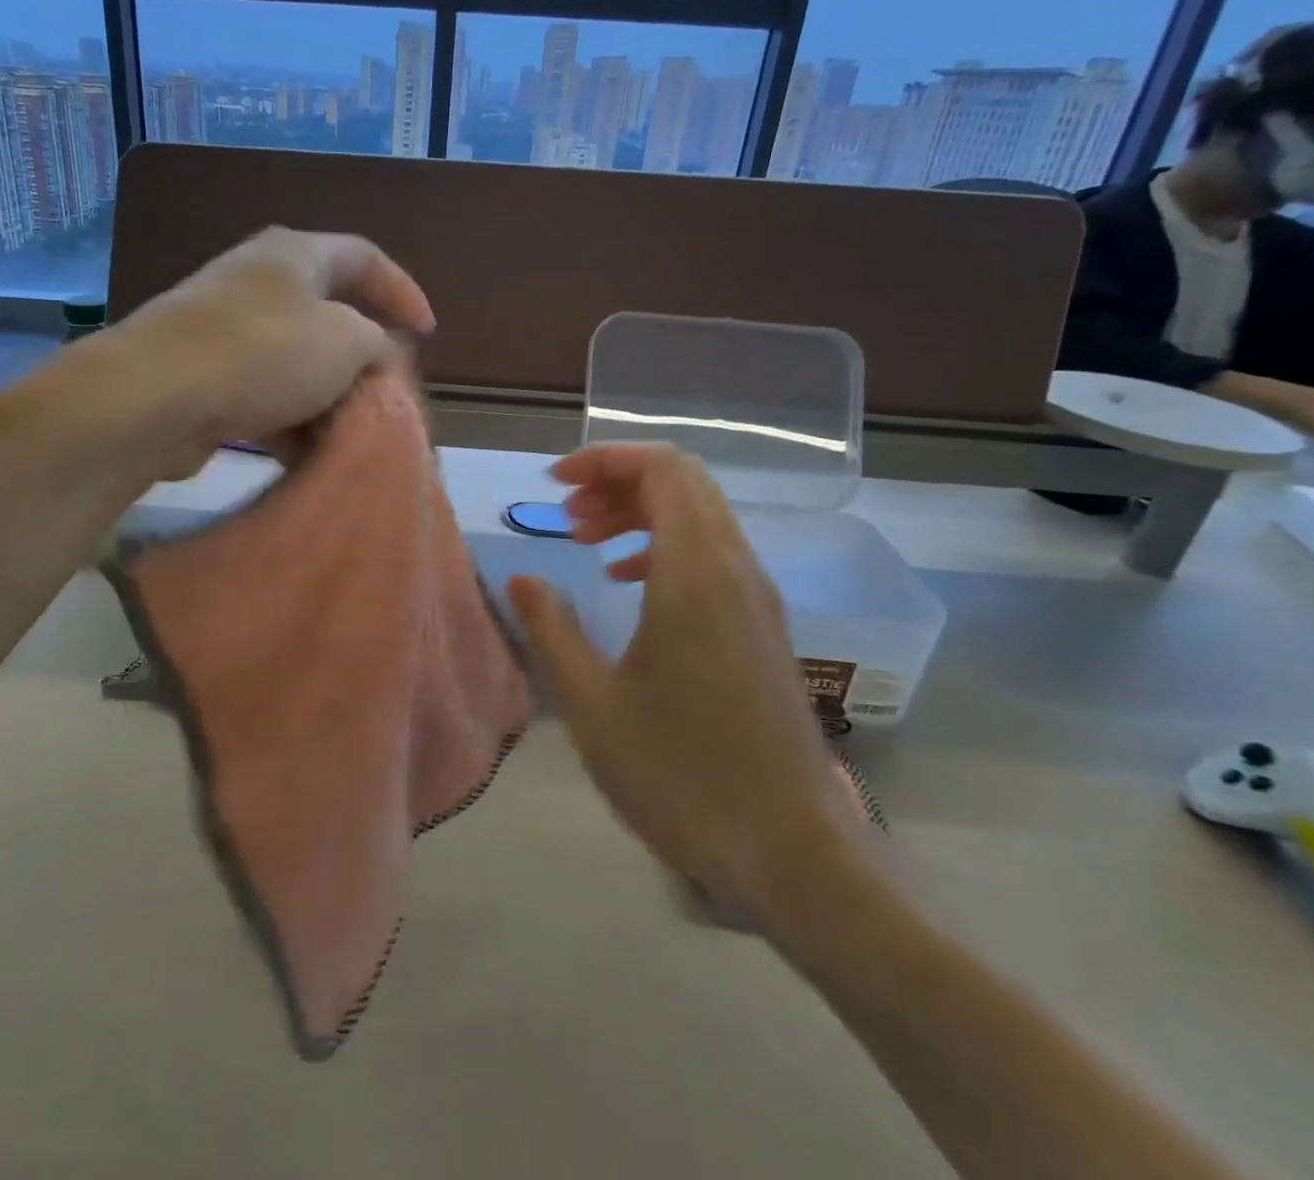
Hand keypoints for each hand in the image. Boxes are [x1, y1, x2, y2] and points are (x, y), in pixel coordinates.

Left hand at [115, 227, 435, 472]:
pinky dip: (291, 420)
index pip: (365, 257)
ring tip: (352, 431)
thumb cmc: (264, 353)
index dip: (402, 291)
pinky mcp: (205, 374)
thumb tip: (379, 353)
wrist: (157, 396)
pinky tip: (307, 453)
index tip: (427, 334)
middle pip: (330, 313)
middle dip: (364, 356)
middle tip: (387, 390)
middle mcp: (260, 281)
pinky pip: (265, 394)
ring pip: (297, 362)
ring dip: (328, 397)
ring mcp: (227, 328)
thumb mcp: (345, 341)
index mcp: (296, 254)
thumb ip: (378, 343)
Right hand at [506, 444, 873, 926]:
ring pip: (700, 515)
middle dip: (618, 481)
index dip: (605, 460)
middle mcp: (736, 569)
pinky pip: (713, 553)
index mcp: (695, 575)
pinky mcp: (763, 626)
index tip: (555, 484)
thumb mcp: (593, 704)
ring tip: (587, 540)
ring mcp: (757, 597)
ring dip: (641, 511)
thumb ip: (552, 629)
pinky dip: (666, 544)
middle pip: (683, 482)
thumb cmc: (681, 776)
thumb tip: (522, 578)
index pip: (662, 470)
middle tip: (566, 516)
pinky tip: (630, 583)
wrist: (791, 852)